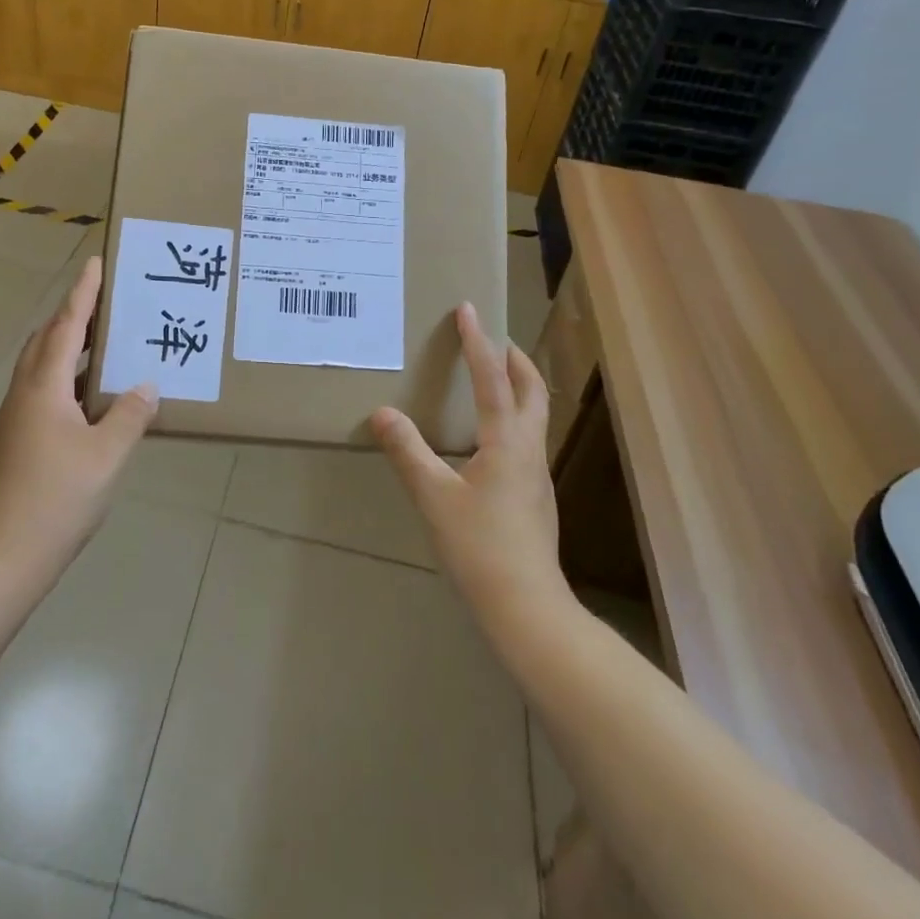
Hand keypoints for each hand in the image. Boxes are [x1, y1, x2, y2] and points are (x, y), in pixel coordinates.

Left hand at [0, 257, 157, 590]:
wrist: (1, 559)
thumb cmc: (56, 498)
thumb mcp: (107, 455)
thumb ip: (130, 415)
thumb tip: (145, 386)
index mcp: (44, 388)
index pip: (66, 327)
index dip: (83, 294)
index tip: (95, 263)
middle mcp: (24, 395)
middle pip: (46, 341)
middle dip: (72, 316)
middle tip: (105, 303)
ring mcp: (15, 421)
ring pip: (42, 368)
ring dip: (69, 348)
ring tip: (104, 345)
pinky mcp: (16, 443)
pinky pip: (43, 392)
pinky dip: (67, 379)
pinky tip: (92, 400)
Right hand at [372, 304, 566, 626]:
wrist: (527, 609)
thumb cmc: (480, 547)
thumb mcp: (434, 497)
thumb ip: (408, 452)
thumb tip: (382, 413)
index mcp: (508, 442)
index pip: (493, 379)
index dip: (478, 342)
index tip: (468, 309)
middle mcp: (529, 450)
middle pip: (532, 391)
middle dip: (514, 360)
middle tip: (493, 339)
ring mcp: (537, 476)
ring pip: (534, 416)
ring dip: (517, 387)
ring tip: (492, 378)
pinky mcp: (535, 497)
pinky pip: (527, 440)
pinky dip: (513, 417)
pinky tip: (489, 438)